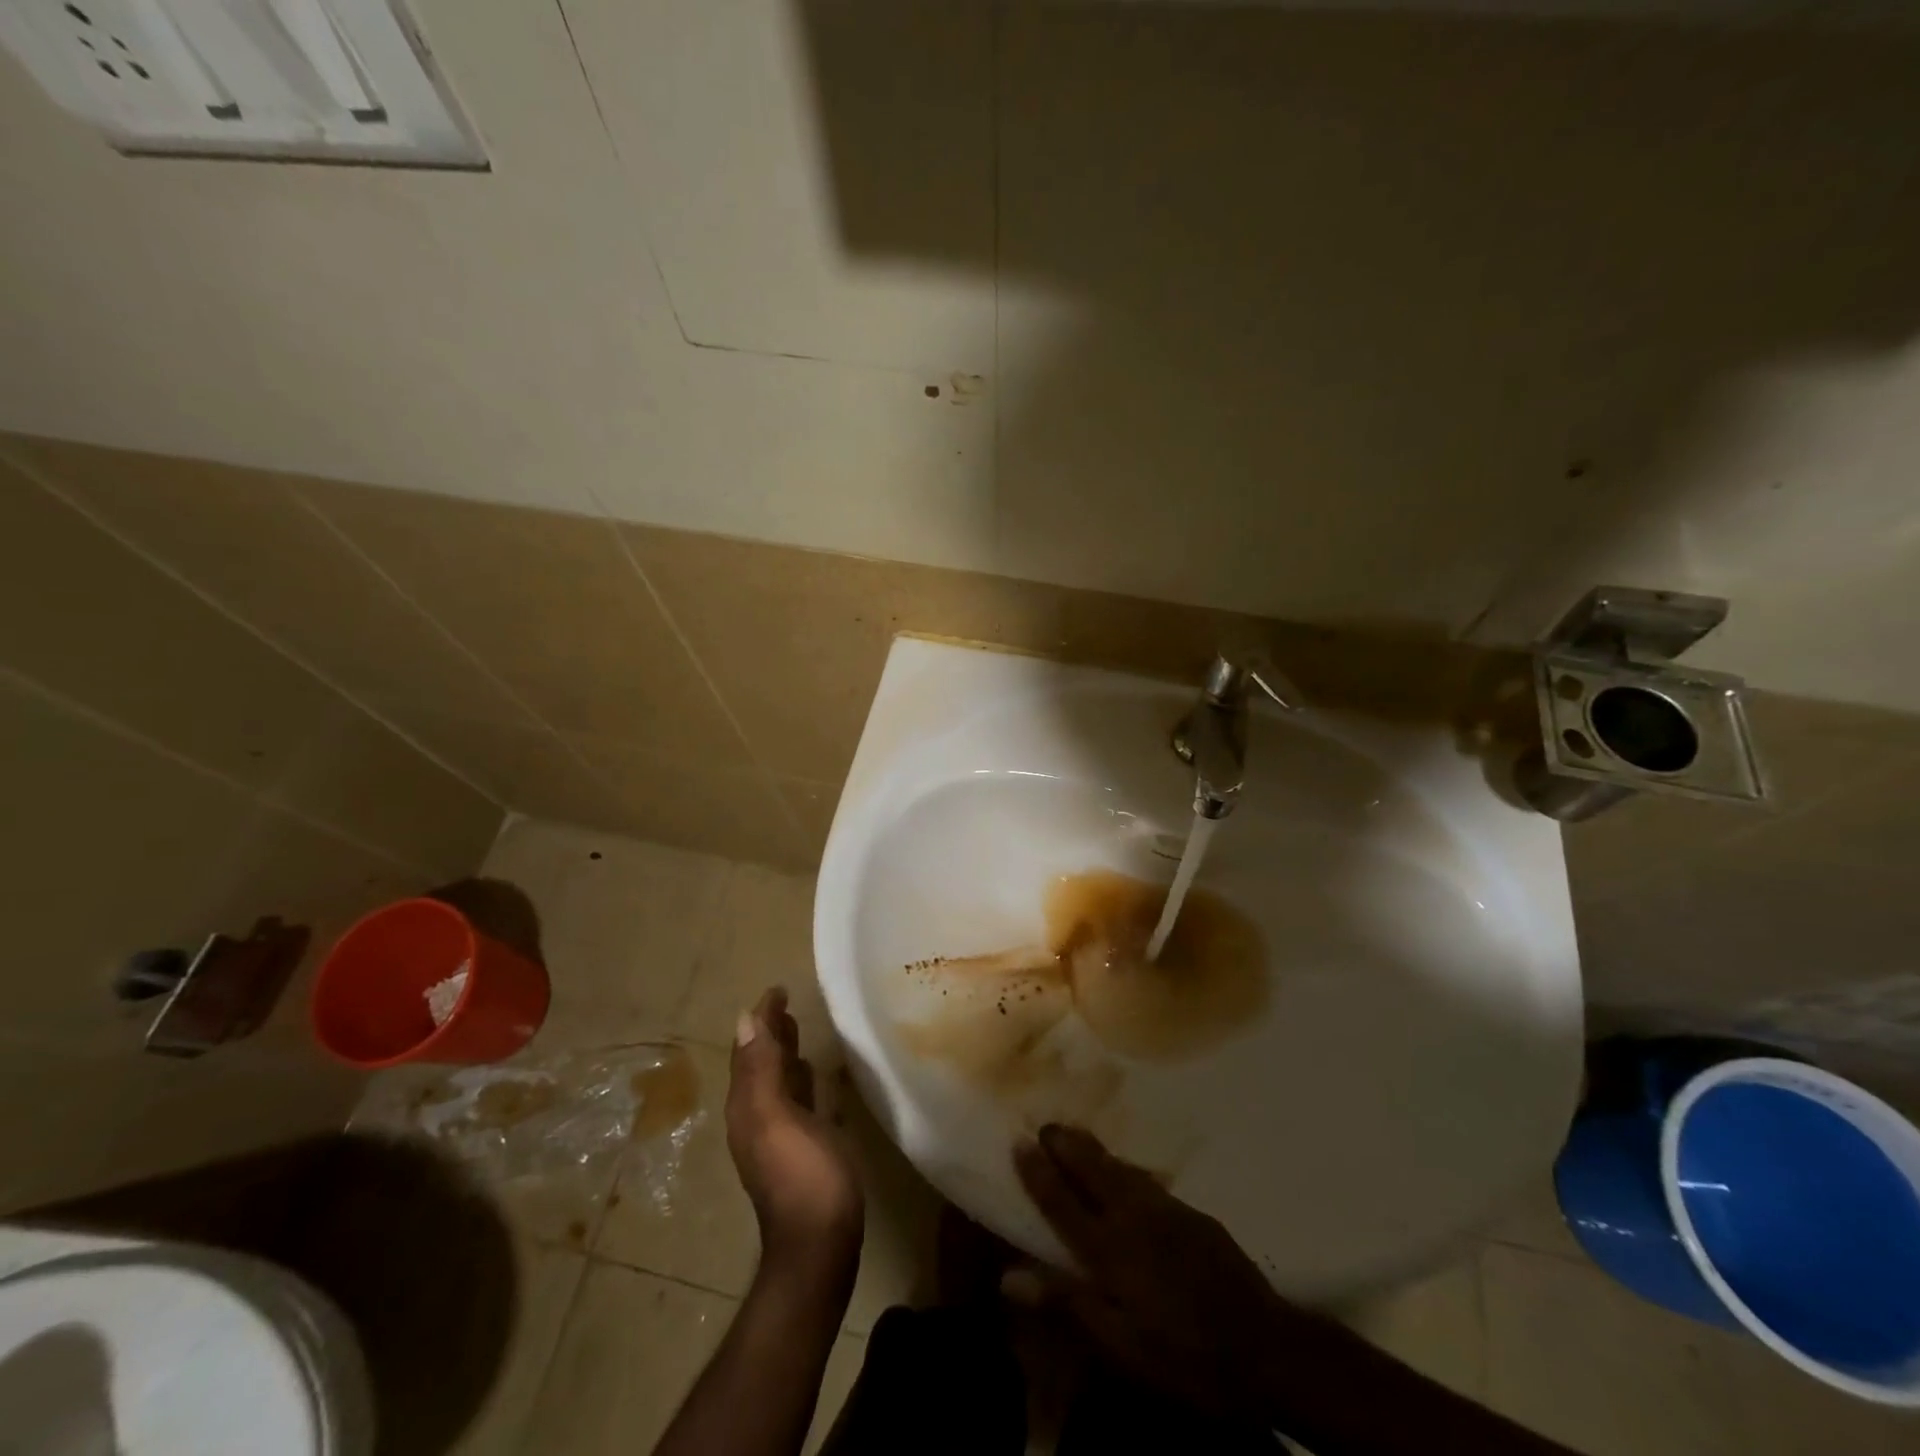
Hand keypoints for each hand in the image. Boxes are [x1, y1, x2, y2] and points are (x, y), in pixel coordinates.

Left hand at [727, 988, 862, 1278]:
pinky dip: (799, 1078)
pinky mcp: (802, 1147)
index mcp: (747, 1106)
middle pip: (759, 1063)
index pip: (750, 1049)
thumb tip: (744, 1020)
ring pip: (776, 1080)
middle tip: (785, 1004)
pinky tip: (813, 1075)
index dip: (762, 1018)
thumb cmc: (802, 1176)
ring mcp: (779, 1135)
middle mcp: (756, 1117)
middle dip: (769, 1032)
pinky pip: (795, 1100)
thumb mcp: (777, 1117)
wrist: (819, 1245)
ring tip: (796, 1029)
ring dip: (783, 1053)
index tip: (777, 989)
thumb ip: (760, 1070)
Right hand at [1013, 1124, 1309, 1417]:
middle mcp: (1133, 1217)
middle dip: (1065, 1145)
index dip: (1038, 1172)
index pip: (1062, 1201)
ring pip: (1120, 1168)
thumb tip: (1008, 1276)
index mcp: (1109, 1249)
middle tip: (1046, 1125)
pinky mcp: (1194, 1215)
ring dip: (1094, 1150)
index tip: (1019, 1142)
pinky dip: (1124, 1169)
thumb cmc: (1185, 1358)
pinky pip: (1147, 1181)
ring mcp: (1167, 1211)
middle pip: (1091, 1169)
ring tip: (1076, 1138)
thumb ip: (1066, 1304)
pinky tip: (1127, 1174)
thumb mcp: (1121, 1347)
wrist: (1267, 1347)